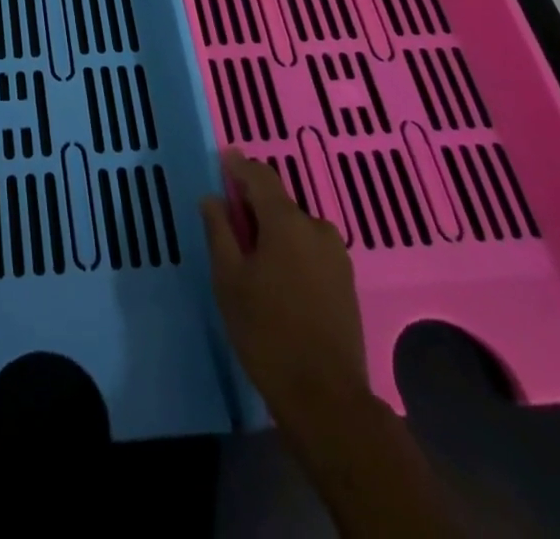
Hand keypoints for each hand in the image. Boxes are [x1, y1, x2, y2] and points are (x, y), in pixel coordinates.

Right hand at [200, 150, 370, 426]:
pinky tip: (275, 277)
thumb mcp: (229, 279)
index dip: (239, 166)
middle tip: (228, 222)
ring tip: (250, 256)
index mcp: (287, 221)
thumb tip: (213, 198)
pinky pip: (310, 249)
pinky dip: (290, 250)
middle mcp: (317, 228)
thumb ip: (219, 231)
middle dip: (253, 205)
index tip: (223, 159)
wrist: (326, 399)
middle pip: (279, 203)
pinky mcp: (346, 282)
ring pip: (295, 228)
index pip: (260, 176)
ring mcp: (337, 256)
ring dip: (273, 230)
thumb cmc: (267, 332)